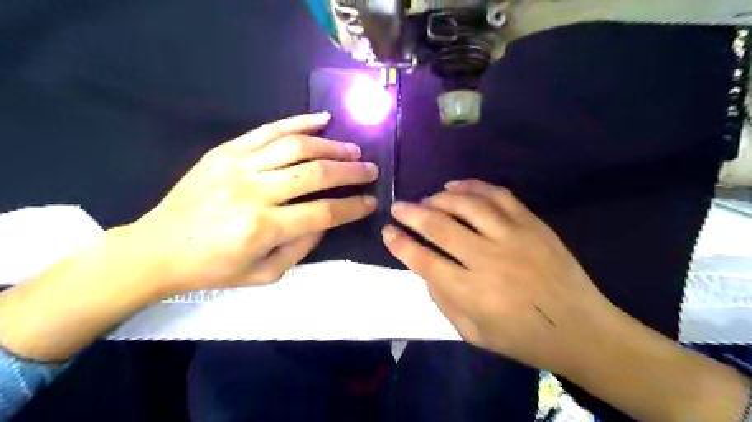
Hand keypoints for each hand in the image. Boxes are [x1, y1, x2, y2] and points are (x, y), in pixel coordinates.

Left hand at [131, 114, 378, 295]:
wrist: (157, 249)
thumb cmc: (213, 268)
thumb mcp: (265, 273)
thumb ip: (302, 247)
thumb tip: (327, 219)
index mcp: (263, 228)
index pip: (323, 212)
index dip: (353, 207)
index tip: (371, 201)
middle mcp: (254, 192)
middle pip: (315, 174)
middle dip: (350, 171)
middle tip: (370, 170)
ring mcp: (238, 166)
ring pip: (296, 147)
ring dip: (331, 147)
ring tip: (352, 150)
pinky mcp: (225, 151)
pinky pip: (268, 130)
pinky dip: (299, 122)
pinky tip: (323, 120)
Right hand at [383, 179, 616, 374]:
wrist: (580, 329)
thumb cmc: (522, 337)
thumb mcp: (472, 333)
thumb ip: (443, 300)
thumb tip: (425, 267)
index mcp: (472, 293)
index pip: (424, 261)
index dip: (400, 244)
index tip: (387, 232)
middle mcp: (488, 260)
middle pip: (440, 227)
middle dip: (411, 214)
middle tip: (398, 207)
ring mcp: (513, 237)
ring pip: (466, 205)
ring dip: (438, 197)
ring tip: (425, 199)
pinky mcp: (532, 223)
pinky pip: (497, 195)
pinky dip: (472, 185)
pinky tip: (454, 185)